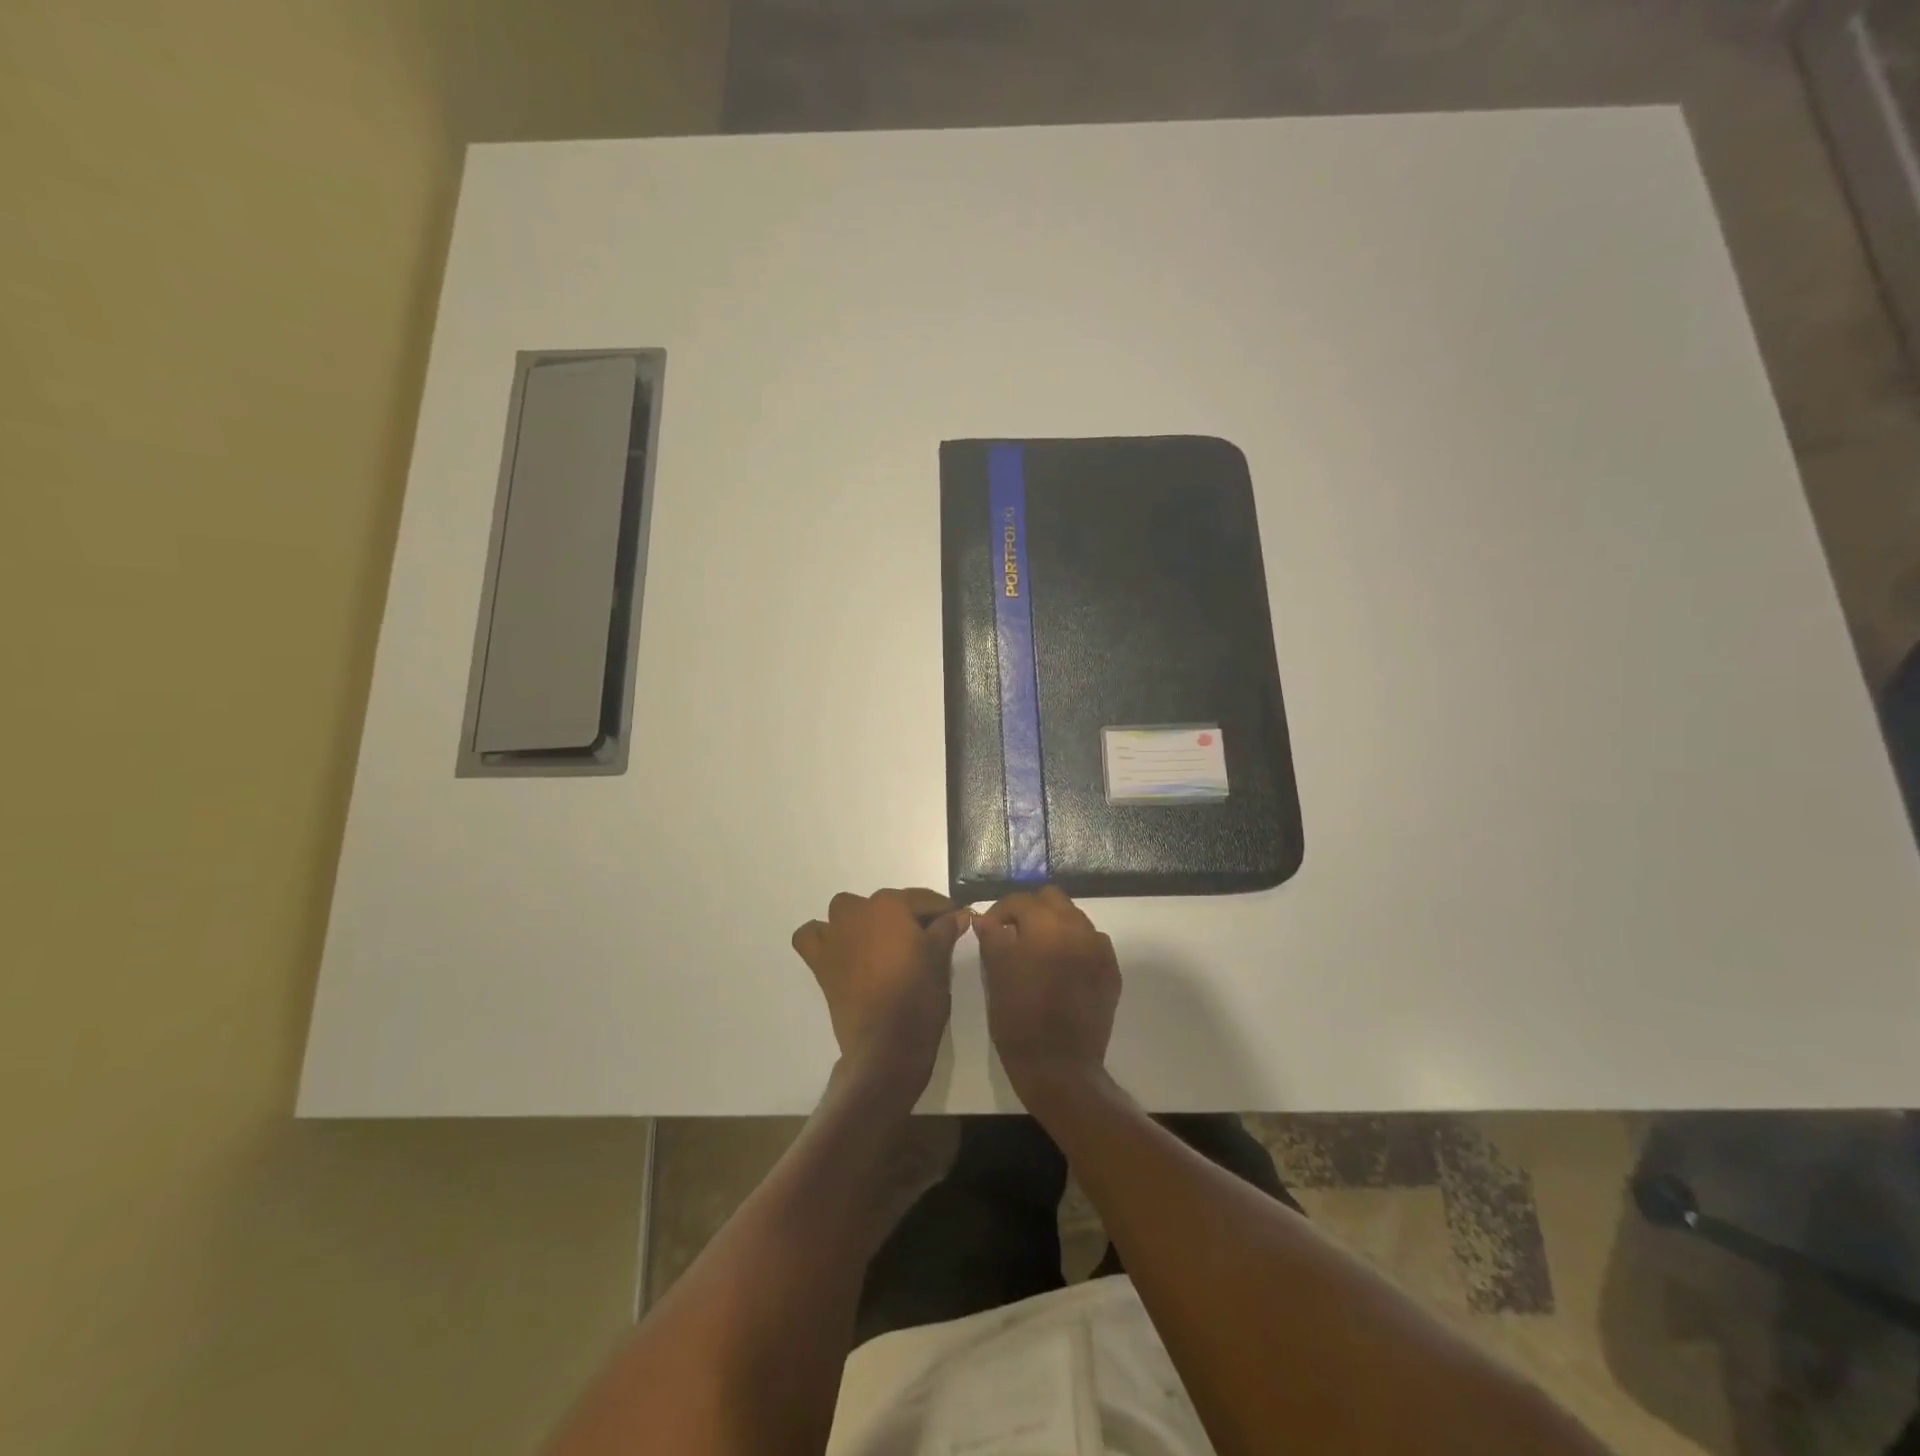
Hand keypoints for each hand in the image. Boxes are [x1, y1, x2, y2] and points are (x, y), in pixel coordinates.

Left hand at [791, 888, 969, 1093]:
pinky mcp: (820, 961)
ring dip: (863, 920)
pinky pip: (812, 937)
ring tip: (882, 943)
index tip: (956, 919)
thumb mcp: (940, 959)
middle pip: (886, 904)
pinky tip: (841, 949)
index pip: (922, 899)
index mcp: (890, 905)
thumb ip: (946, 929)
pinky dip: (823, 937)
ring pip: (847, 912)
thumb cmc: (918, 996)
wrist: (886, 1044)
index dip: (943, 910)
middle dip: (905, 917)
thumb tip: (958, 914)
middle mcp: (858, 911)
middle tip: (925, 940)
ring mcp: (835, 935)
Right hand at [974, 887, 1121, 1104]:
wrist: (1060, 1067)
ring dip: (1054, 925)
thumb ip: (992, 937)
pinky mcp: (1111, 971)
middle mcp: (1079, 929)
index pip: (1020, 901)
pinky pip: (1091, 943)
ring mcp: (1100, 950)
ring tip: (1037, 951)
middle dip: (1030, 910)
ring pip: (1074, 919)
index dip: (999, 911)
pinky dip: (1074, 945)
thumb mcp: (996, 975)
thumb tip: (986, 919)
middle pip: (1053, 899)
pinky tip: (1060, 968)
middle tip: (1013, 932)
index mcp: (1047, 926)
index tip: (988, 928)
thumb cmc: (1019, 1019)